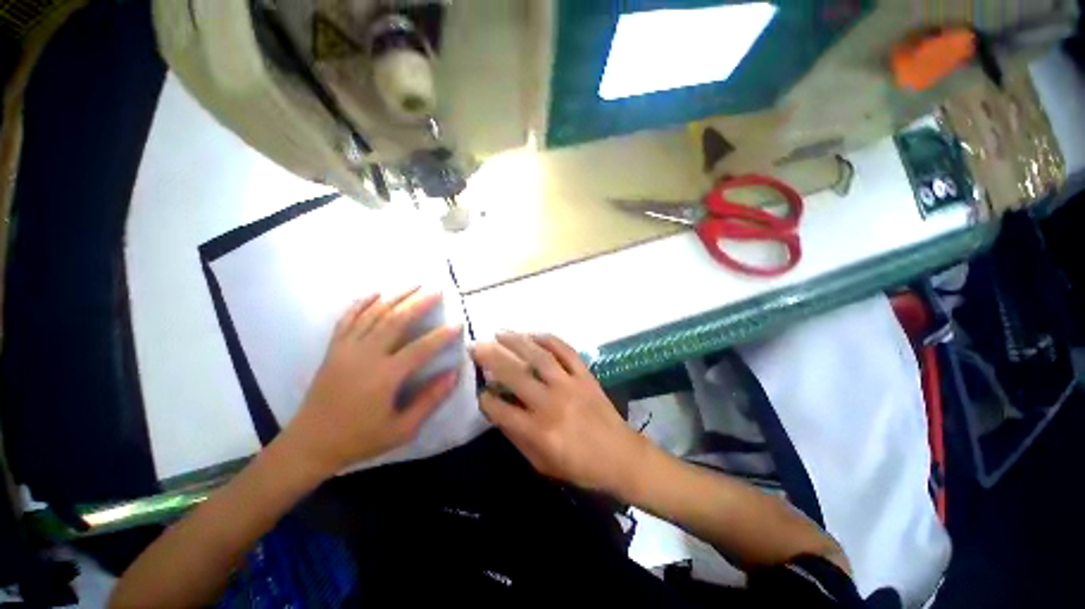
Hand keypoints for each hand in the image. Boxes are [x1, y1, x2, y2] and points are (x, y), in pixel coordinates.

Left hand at [279, 287, 462, 476]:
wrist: (310, 443)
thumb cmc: (359, 439)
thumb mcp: (402, 429)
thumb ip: (430, 400)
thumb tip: (453, 374)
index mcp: (385, 377)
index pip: (421, 348)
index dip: (442, 335)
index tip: (458, 324)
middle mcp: (366, 356)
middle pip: (396, 321)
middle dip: (419, 303)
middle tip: (436, 290)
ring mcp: (346, 349)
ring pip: (374, 314)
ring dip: (396, 296)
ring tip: (414, 284)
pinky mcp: (333, 349)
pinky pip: (347, 319)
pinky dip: (361, 303)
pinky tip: (375, 293)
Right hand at [471, 332, 649, 493]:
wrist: (622, 457)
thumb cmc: (581, 467)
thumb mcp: (542, 465)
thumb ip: (518, 439)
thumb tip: (498, 413)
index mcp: (538, 430)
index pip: (500, 409)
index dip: (484, 398)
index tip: (477, 389)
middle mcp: (551, 403)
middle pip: (515, 374)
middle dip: (491, 357)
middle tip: (476, 346)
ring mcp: (569, 384)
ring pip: (538, 356)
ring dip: (517, 341)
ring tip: (500, 332)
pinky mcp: (585, 375)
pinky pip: (566, 351)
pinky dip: (549, 339)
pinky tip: (534, 334)